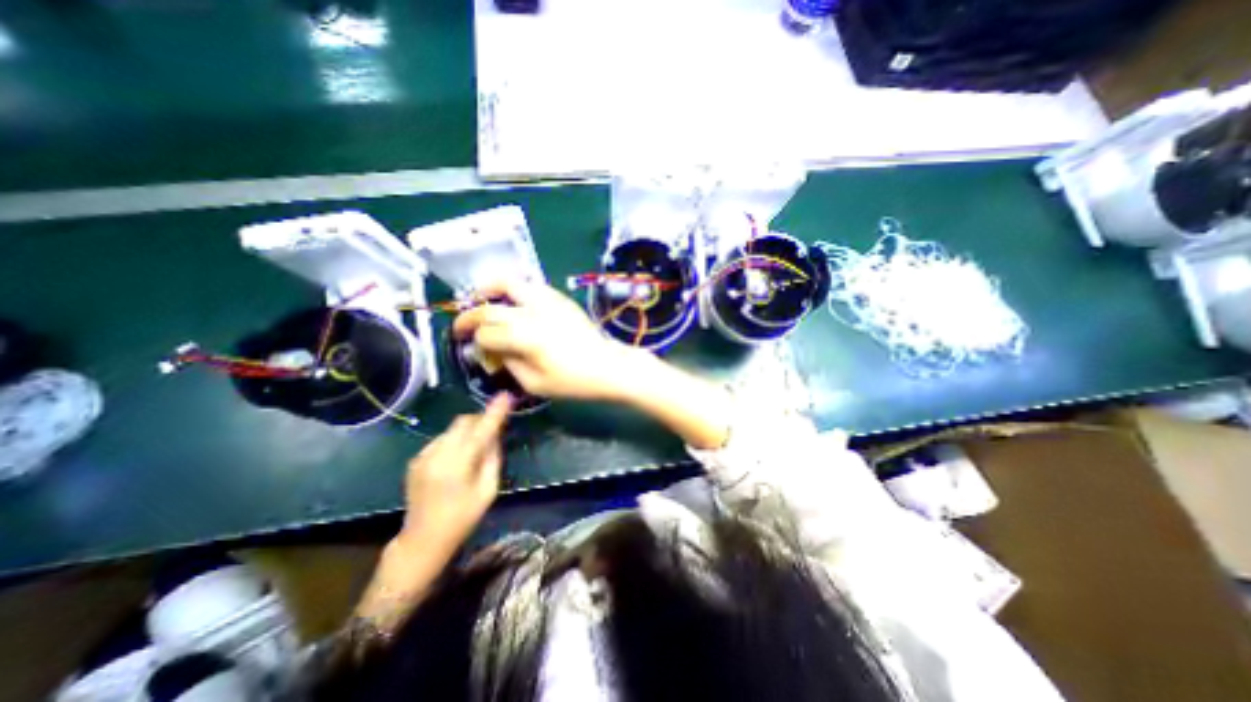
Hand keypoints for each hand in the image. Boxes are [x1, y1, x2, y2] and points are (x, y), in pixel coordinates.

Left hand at [396, 396, 511, 554]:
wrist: (422, 539)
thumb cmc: (463, 518)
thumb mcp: (488, 490)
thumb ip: (493, 458)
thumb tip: (495, 434)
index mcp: (458, 465)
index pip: (481, 430)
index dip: (495, 412)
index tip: (506, 396)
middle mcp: (437, 455)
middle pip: (463, 421)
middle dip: (480, 420)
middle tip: (492, 430)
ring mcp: (423, 456)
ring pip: (452, 429)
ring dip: (467, 432)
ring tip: (473, 451)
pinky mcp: (416, 459)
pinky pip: (441, 439)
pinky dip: (454, 441)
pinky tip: (456, 460)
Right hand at [454, 276, 644, 400]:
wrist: (607, 365)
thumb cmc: (573, 381)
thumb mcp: (535, 383)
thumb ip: (509, 364)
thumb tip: (493, 350)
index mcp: (525, 337)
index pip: (487, 333)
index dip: (475, 341)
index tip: (470, 347)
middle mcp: (532, 313)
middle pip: (490, 307)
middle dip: (469, 315)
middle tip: (461, 325)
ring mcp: (548, 301)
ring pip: (510, 282)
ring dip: (489, 289)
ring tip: (480, 299)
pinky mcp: (560, 298)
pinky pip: (531, 285)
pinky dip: (514, 288)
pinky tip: (511, 301)